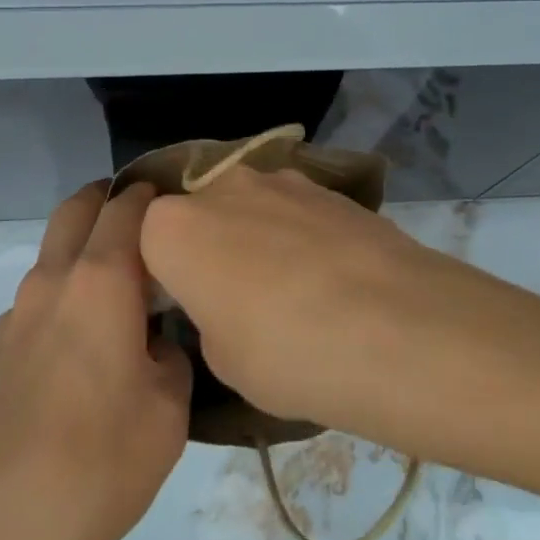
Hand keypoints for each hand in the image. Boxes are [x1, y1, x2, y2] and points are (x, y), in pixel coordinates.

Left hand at [0, 182, 190, 539]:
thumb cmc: (98, 463)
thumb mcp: (168, 412)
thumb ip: (172, 356)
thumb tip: (159, 340)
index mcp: (99, 279)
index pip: (126, 206)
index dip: (152, 195)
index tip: (177, 203)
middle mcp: (52, 280)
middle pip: (76, 209)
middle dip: (107, 199)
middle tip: (144, 220)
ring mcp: (16, 314)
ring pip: (54, 254)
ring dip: (84, 250)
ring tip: (121, 291)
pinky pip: (39, 299)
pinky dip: (65, 294)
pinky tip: (84, 347)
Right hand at [140, 164, 539, 460]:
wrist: (397, 327)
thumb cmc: (287, 355)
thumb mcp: (221, 361)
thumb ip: (205, 315)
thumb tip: (222, 302)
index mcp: (173, 228)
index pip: (142, 240)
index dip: (160, 275)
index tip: (180, 309)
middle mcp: (219, 187)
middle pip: (196, 213)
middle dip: (206, 248)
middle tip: (233, 301)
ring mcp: (277, 178)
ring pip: (246, 206)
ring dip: (254, 238)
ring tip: (290, 292)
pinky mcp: (326, 185)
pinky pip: (291, 207)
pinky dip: (297, 234)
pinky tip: (328, 277)